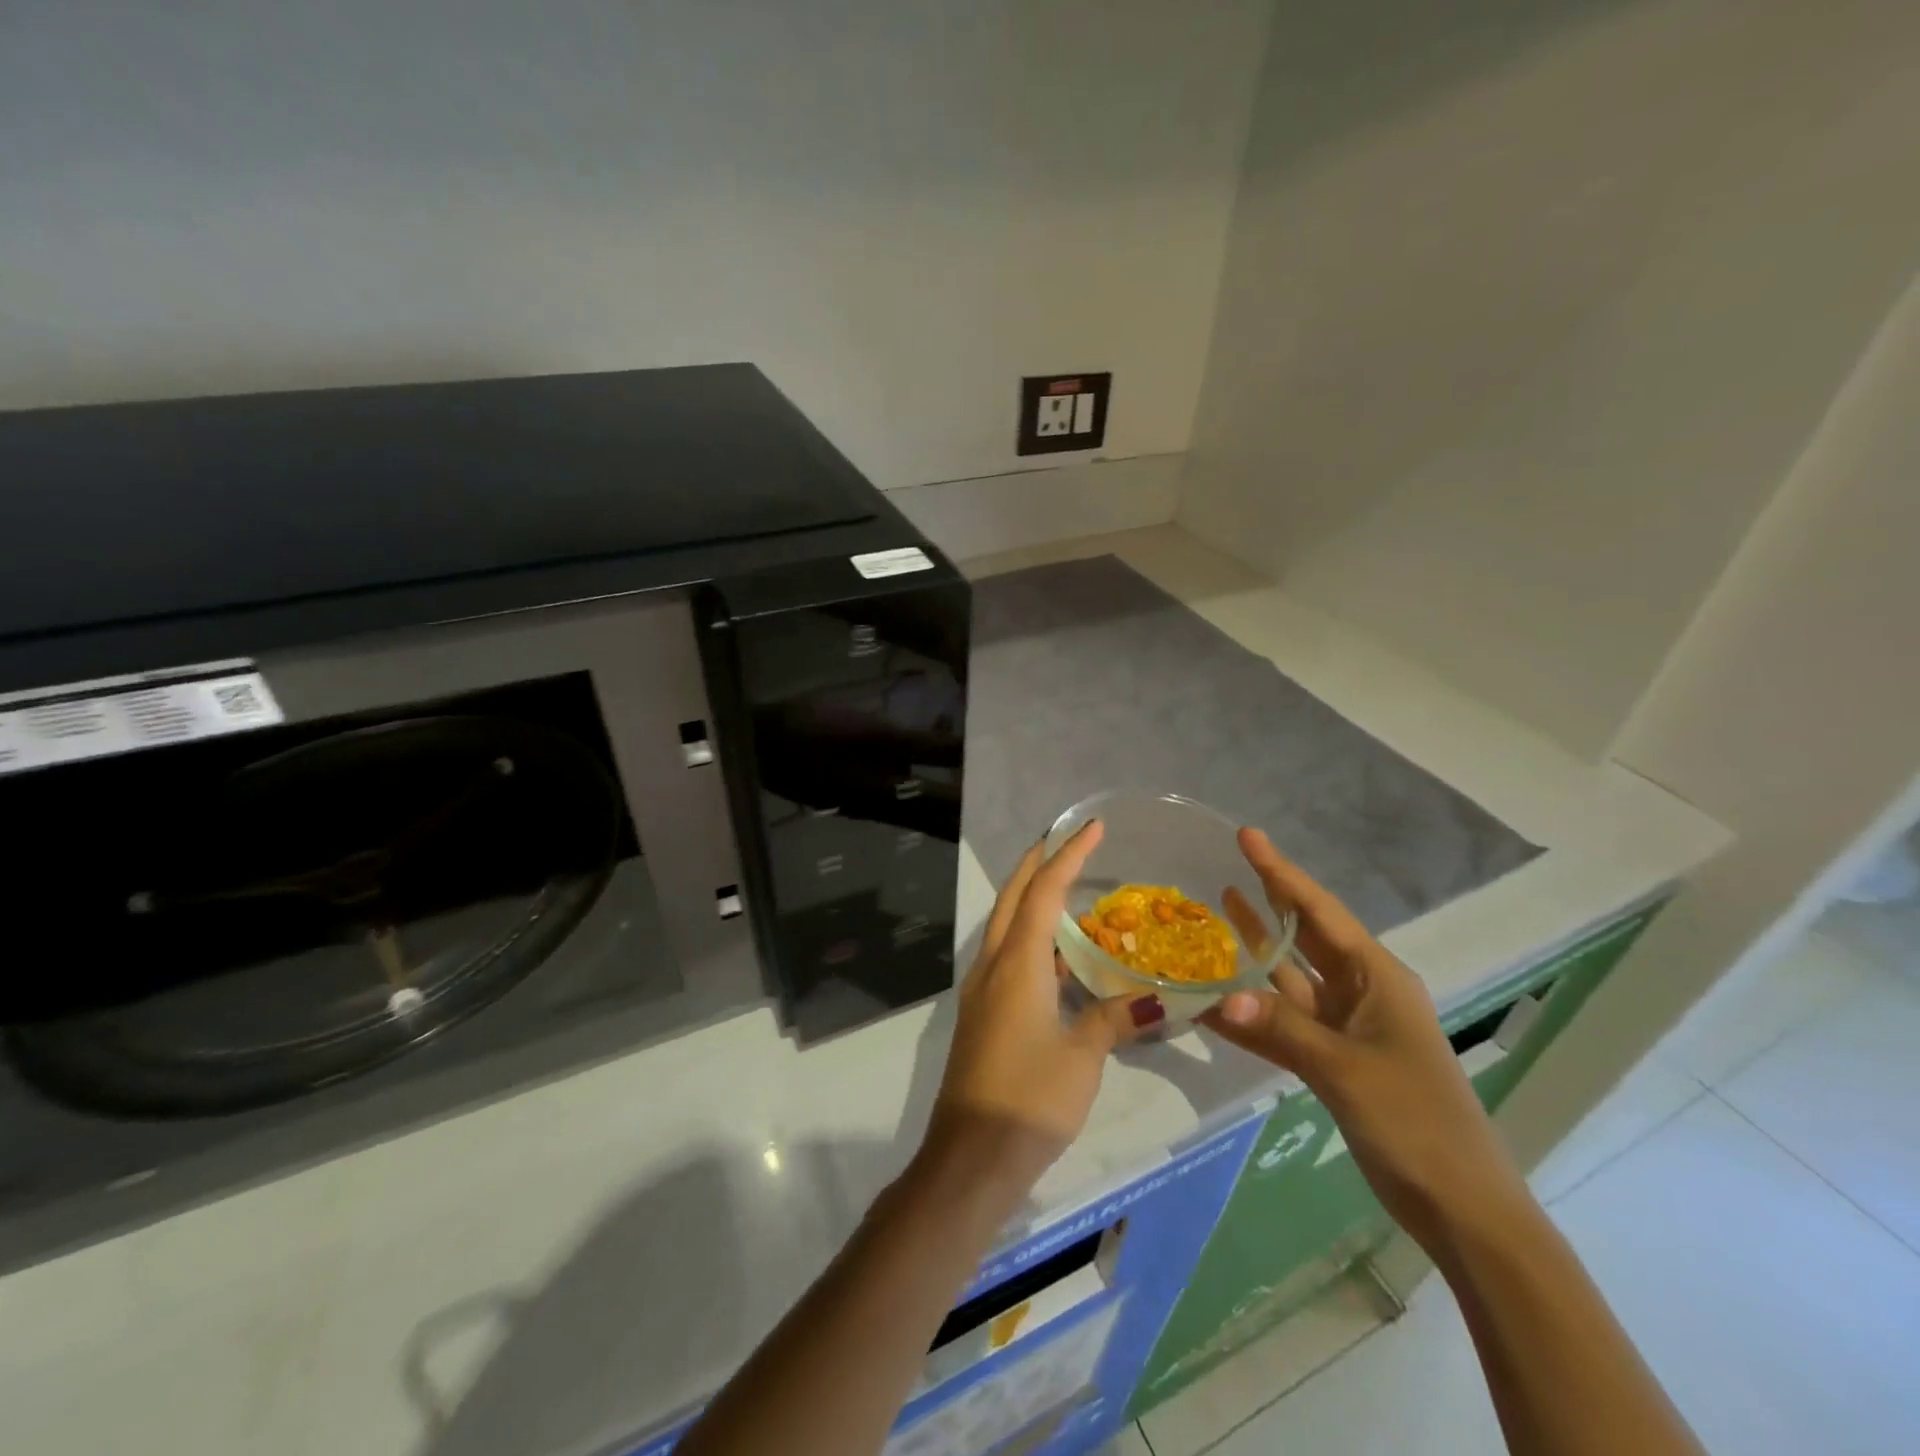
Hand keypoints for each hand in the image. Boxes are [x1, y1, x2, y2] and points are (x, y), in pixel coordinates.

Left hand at [922, 822, 1165, 1195]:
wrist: (972, 1154)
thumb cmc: (1030, 1098)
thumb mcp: (1083, 1057)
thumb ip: (1115, 1019)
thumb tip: (1158, 1000)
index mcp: (1017, 964)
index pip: (1043, 892)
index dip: (1068, 856)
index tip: (1091, 827)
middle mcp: (993, 965)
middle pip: (1012, 897)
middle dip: (1035, 863)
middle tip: (1063, 839)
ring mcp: (982, 989)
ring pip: (1005, 925)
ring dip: (1028, 897)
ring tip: (1062, 885)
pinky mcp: (982, 1012)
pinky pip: (1006, 955)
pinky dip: (1029, 935)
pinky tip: (1055, 953)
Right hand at [1201, 829, 1530, 1258]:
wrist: (1463, 1209)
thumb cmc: (1416, 1123)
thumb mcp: (1347, 1070)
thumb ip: (1281, 1028)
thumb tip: (1218, 998)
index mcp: (1378, 979)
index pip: (1320, 911)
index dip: (1281, 872)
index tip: (1247, 836)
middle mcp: (1362, 992)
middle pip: (1306, 934)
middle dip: (1270, 899)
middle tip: (1229, 863)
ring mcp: (1347, 1028)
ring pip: (1290, 978)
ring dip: (1256, 950)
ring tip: (1218, 912)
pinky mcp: (1334, 1061)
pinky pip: (1283, 1025)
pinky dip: (1251, 1015)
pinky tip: (1214, 1003)